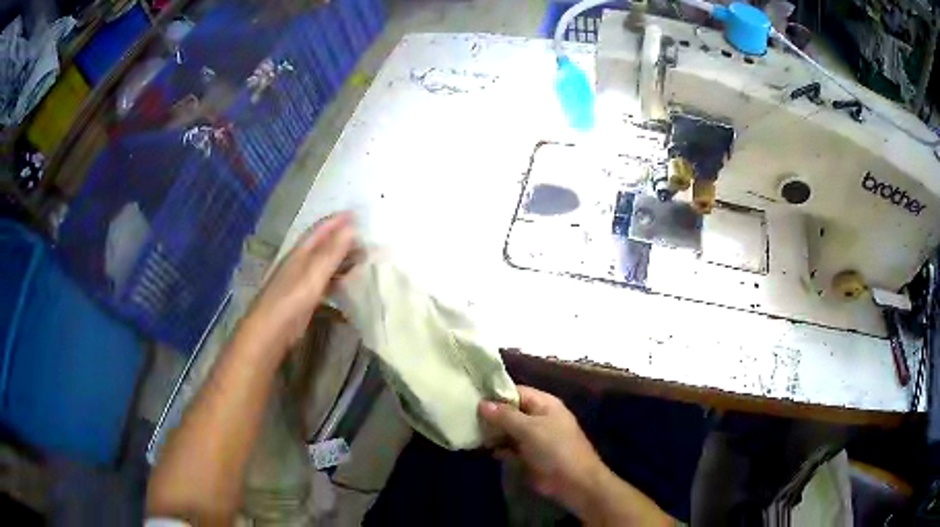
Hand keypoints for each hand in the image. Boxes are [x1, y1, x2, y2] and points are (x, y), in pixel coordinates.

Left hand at [240, 212, 355, 355]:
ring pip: (325, 263)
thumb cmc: (291, 300)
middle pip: (324, 245)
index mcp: (301, 252)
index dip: (338, 220)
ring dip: (342, 259)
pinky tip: (348, 284)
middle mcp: (300, 262)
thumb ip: (332, 252)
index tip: (358, 214)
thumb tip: (351, 227)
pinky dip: (338, 279)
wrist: (270, 332)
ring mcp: (301, 280)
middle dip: (344, 238)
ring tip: (363, 258)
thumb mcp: (313, 273)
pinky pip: (325, 282)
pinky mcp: (305, 298)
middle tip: (367, 238)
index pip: (321, 229)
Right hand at [478, 386, 606, 516]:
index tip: (471, 395)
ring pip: (506, 430)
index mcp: (543, 404)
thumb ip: (505, 416)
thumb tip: (482, 403)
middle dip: (489, 414)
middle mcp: (537, 417)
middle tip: (463, 414)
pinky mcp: (527, 455)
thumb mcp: (529, 429)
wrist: (573, 482)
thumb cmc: (555, 448)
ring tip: (466, 430)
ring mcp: (532, 437)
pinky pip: (508, 447)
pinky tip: (479, 447)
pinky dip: (496, 447)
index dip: (494, 393)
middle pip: (509, 411)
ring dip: (490, 432)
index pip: (515, 392)